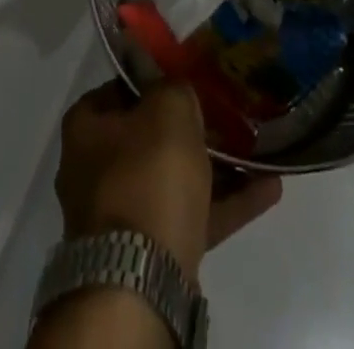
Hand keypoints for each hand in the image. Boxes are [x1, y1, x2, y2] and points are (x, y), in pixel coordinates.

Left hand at [55, 81, 281, 282]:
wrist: (140, 277)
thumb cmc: (146, 174)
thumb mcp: (167, 108)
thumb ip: (175, 89)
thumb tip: (178, 92)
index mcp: (86, 128)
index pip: (120, 89)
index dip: (154, 80)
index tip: (187, 75)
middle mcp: (95, 169)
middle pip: (148, 136)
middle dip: (189, 127)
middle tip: (226, 112)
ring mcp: (122, 215)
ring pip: (174, 178)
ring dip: (216, 165)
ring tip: (256, 148)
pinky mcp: (151, 252)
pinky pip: (193, 215)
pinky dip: (227, 202)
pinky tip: (267, 188)